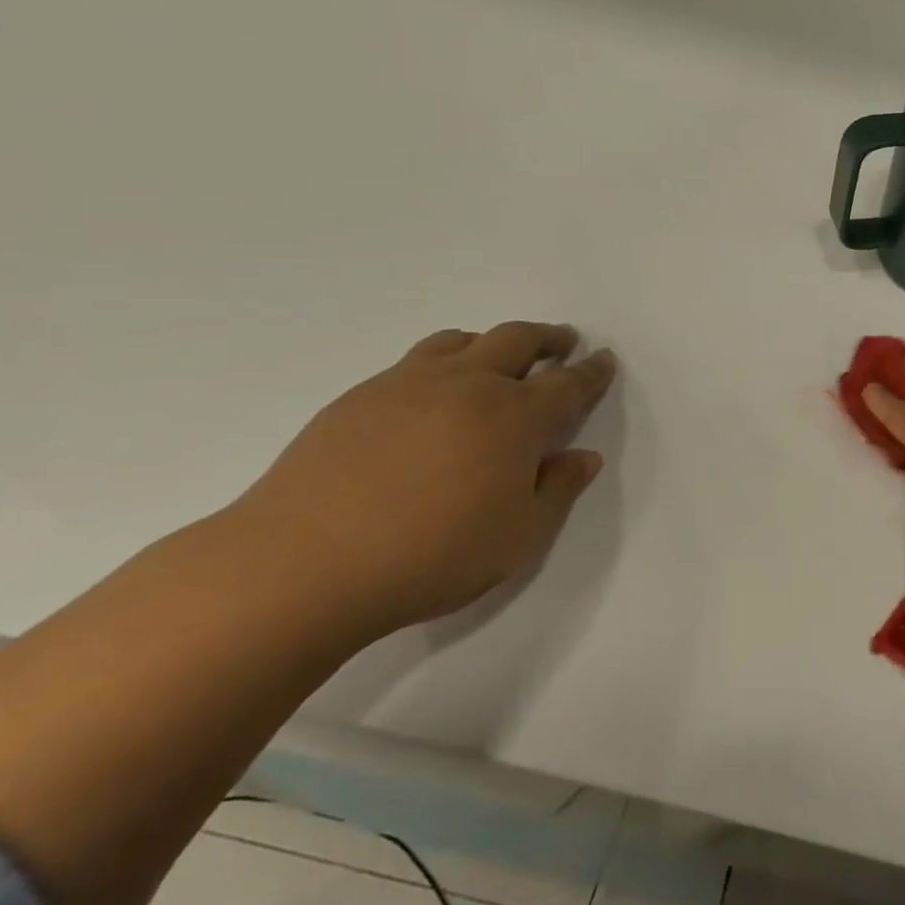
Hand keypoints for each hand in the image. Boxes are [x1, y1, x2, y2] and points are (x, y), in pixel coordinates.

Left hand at [230, 323, 616, 633]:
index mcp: (514, 416)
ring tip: (499, 357)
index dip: (591, 372)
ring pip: (461, 341)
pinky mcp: (359, 398)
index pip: (567, 383)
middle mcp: (467, 385)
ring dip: (492, 342)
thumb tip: (583, 457)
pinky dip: (444, 361)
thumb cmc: (430, 556)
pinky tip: (434, 394)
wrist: (300, 566)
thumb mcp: (518, 538)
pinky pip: (416, 361)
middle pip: (517, 340)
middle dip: (548, 338)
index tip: (604, 360)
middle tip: (563, 341)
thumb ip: (558, 492)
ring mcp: (408, 385)